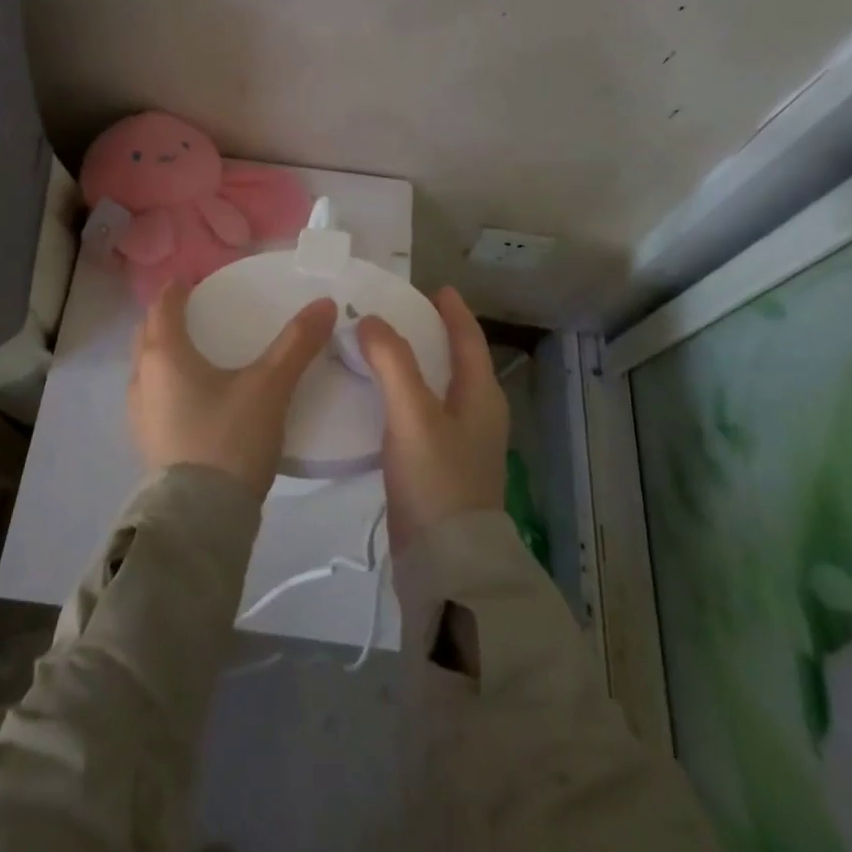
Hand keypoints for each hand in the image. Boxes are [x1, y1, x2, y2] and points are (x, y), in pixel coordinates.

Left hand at [128, 282, 337, 497]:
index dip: (177, 288)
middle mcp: (142, 378)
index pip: (162, 306)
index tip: (192, 279)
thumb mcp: (269, 387)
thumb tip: (325, 303)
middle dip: (166, 318)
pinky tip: (194, 397)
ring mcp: (139, 414)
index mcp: (164, 354)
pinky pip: (152, 396)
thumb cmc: (229, 439)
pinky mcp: (147, 443)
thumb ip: (297, 344)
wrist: (200, 521)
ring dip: (164, 352)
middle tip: (196, 312)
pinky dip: (167, 382)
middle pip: (148, 334)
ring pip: (146, 367)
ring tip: (196, 353)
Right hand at [359, 287, 507, 555]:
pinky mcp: (440, 468)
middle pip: (456, 362)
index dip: (453, 312)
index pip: (469, 340)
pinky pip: (422, 415)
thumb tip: (371, 320)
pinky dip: (403, 395)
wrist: (446, 564)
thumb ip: (392, 361)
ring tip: (380, 350)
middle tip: (396, 315)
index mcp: (481, 396)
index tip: (436, 288)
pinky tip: (377, 400)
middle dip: (431, 335)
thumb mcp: (412, 413)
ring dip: (413, 365)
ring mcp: (461, 444)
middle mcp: (477, 415)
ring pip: (437, 389)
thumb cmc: (436, 479)